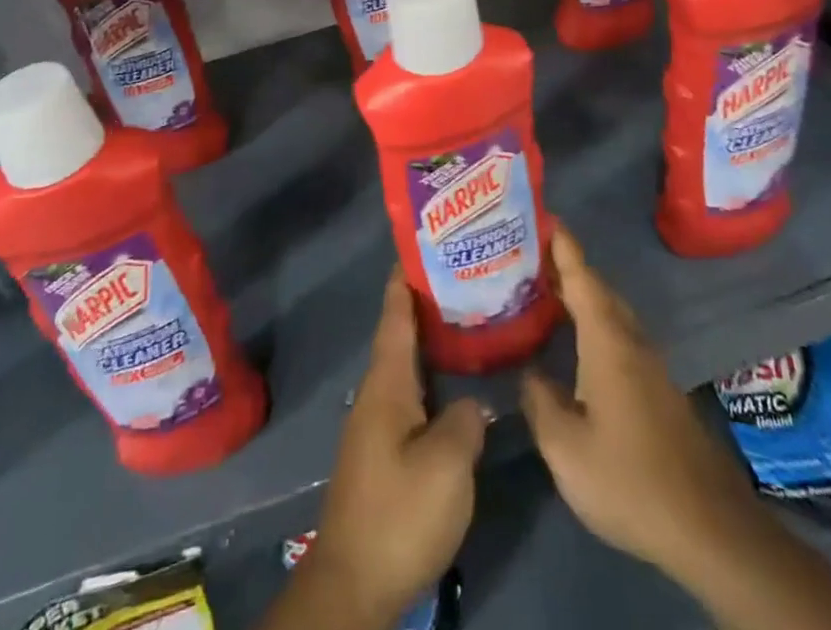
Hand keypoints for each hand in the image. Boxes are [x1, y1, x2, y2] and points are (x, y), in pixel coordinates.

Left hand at [307, 270, 488, 628]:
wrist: (355, 582)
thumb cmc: (399, 511)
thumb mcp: (446, 464)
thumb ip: (465, 421)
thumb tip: (474, 403)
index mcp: (387, 383)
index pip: (395, 316)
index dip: (405, 280)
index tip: (419, 247)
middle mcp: (378, 394)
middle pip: (400, 337)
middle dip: (424, 306)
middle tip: (461, 279)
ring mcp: (378, 424)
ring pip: (406, 367)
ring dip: (430, 343)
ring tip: (465, 323)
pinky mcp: (384, 453)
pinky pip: (410, 396)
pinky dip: (431, 378)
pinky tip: (455, 387)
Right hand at [519, 230, 756, 579]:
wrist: (710, 530)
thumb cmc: (630, 478)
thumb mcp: (566, 447)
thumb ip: (540, 400)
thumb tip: (529, 370)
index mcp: (607, 341)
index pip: (581, 277)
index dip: (561, 245)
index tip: (543, 214)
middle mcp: (631, 341)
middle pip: (597, 289)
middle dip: (566, 267)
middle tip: (527, 254)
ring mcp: (649, 366)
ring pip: (610, 314)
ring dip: (580, 296)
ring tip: (544, 291)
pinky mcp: (658, 391)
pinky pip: (618, 336)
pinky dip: (592, 324)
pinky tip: (575, 344)